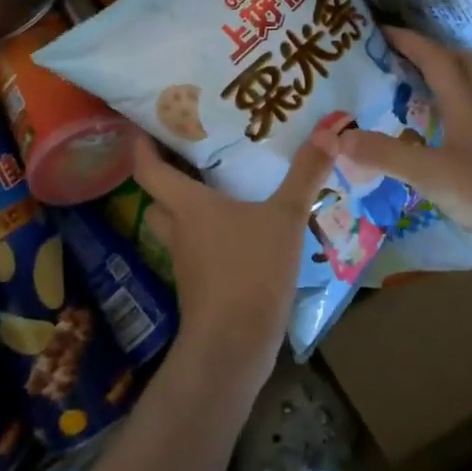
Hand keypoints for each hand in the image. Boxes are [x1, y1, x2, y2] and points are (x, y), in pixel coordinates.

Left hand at [130, 126, 334, 389]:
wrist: (233, 346)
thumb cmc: (250, 270)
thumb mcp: (285, 217)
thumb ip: (305, 174)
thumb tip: (329, 130)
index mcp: (187, 205)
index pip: (147, 168)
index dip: (141, 144)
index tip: (146, 124)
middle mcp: (179, 229)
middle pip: (158, 198)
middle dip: (167, 177)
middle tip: (191, 155)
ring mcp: (186, 262)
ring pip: (177, 226)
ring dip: (189, 209)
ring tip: (219, 188)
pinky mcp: (199, 287)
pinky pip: (197, 251)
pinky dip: (209, 237)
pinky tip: (239, 232)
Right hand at [332, 28, 471, 282]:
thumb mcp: (427, 171)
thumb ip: (382, 154)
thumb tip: (335, 137)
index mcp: (467, 104)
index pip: (437, 60)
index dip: (410, 42)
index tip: (383, 31)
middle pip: (468, 66)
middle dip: (440, 53)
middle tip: (410, 55)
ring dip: (457, 79)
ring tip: (429, 85)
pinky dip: (462, 115)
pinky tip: (447, 132)